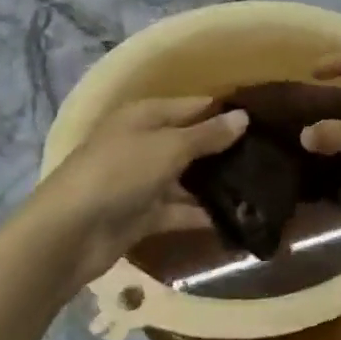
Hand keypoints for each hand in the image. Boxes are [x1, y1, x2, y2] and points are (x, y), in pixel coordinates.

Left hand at [33, 97, 246, 283]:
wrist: (70, 233)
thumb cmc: (119, 173)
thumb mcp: (168, 147)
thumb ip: (207, 135)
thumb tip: (243, 117)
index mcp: (144, 116)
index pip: (193, 106)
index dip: (224, 112)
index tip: (263, 120)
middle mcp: (144, 144)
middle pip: (191, 143)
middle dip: (225, 150)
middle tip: (270, 156)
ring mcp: (143, 181)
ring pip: (188, 179)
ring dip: (217, 184)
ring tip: (262, 187)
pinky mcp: (144, 215)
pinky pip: (180, 210)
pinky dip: (203, 214)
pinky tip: (238, 218)